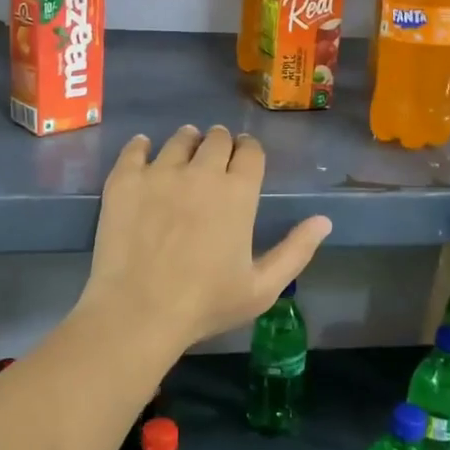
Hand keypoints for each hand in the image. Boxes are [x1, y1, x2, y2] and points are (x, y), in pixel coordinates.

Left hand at [78, 126, 330, 351]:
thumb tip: (324, 220)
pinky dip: (142, 146)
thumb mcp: (262, 288)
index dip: (249, 151)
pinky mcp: (125, 179)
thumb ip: (295, 250)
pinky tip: (144, 151)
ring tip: (184, 153)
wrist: (138, 311)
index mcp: (238, 193)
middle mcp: (202, 172)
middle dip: (220, 143)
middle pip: (217, 138)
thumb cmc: (205, 304)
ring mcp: (160, 172)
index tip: (244, 157)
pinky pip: (135, 147)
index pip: (250, 152)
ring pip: (179, 139)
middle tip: (214, 156)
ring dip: (187, 141)